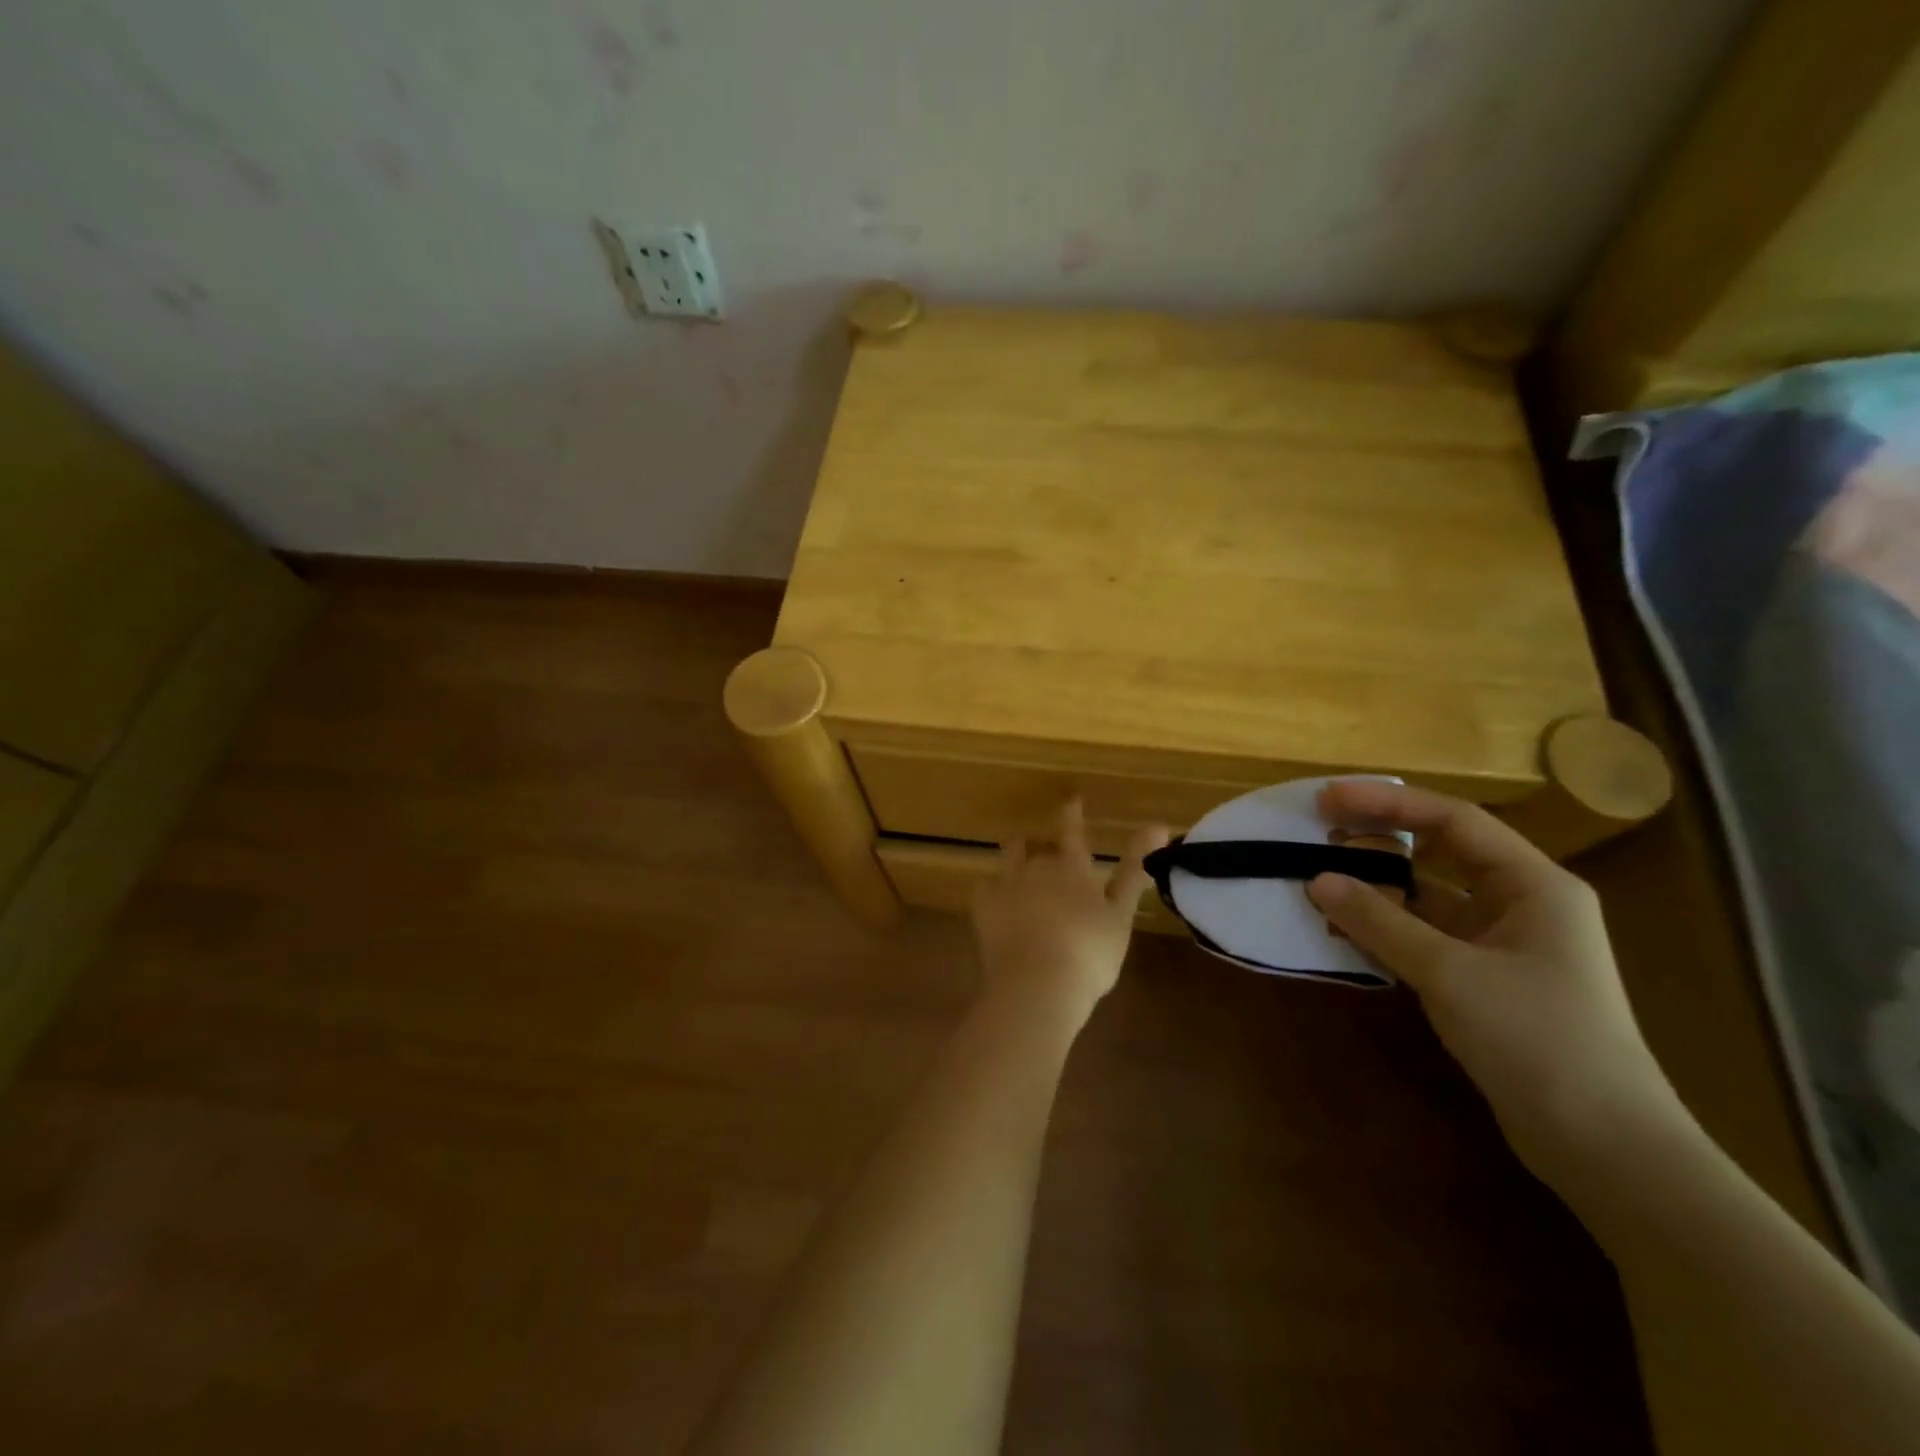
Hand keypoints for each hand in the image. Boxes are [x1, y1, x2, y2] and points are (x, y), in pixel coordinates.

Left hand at [972, 801, 1169, 1027]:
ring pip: (1008, 858)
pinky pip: (985, 888)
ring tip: (1021, 872)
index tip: (1071, 801)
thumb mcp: (1121, 914)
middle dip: (1043, 849)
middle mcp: (1036, 868)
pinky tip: (997, 902)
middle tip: (1052, 862)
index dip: (1071, 813)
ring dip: (1016, 859)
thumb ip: (1135, 870)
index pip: (1071, 830)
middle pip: (1036, 846)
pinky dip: (993, 891)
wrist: (1037, 985)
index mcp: (1071, 868)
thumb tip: (1160, 826)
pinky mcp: (983, 909)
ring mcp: (1006, 886)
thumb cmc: (1089, 952)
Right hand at [1306, 780, 1684, 1182]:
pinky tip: (1344, 934)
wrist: (1604, 1147)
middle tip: (1318, 836)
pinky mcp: (1485, 980)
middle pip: (1439, 853)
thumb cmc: (1538, 1040)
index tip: (1328, 800)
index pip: (1453, 820)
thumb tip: (1317, 881)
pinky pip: (1425, 937)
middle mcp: (1521, 904)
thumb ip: (1380, 923)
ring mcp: (1503, 944)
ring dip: (1376, 892)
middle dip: (1378, 843)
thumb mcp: (1450, 974)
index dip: (1388, 803)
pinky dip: (1386, 930)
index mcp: (1533, 885)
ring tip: (1319, 886)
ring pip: (1428, 898)